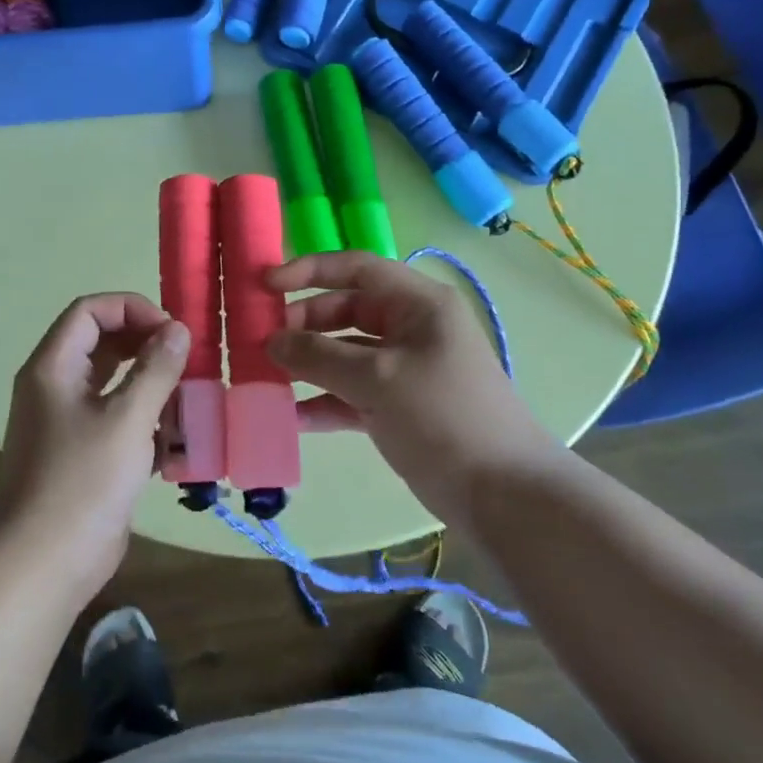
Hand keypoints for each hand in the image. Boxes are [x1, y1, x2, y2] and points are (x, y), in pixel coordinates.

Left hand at [0, 293, 188, 608]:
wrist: (41, 565)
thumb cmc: (81, 482)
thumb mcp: (126, 419)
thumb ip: (155, 370)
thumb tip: (178, 330)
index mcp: (53, 367)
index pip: (91, 311)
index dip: (132, 309)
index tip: (172, 332)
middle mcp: (56, 387)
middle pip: (104, 344)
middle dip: (148, 348)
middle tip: (186, 363)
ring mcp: (69, 423)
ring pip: (115, 385)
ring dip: (152, 389)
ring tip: (186, 404)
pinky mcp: (84, 455)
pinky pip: (119, 421)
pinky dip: (146, 424)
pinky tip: (174, 445)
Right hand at [266, 252, 560, 527]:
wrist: (502, 493)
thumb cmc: (443, 416)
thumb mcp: (378, 379)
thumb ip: (320, 356)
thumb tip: (272, 342)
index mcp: (418, 304)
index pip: (357, 268)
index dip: (310, 270)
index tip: (266, 285)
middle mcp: (410, 329)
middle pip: (346, 312)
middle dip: (303, 324)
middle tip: (260, 342)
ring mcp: (404, 370)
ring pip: (345, 355)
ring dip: (308, 365)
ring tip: (265, 378)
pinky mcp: (398, 407)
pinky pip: (351, 394)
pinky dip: (324, 401)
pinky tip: (292, 417)